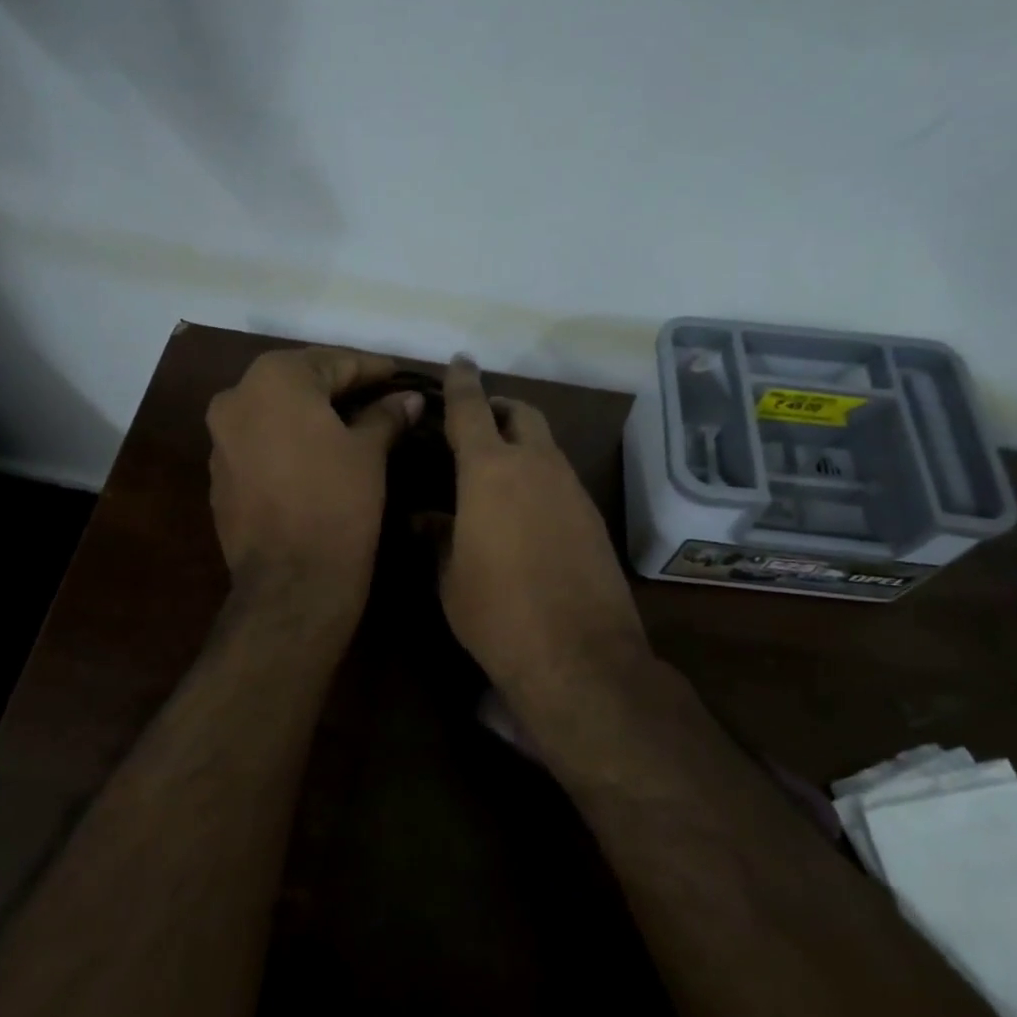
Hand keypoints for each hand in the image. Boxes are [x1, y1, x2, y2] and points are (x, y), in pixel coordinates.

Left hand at [206, 345, 418, 617]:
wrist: (291, 582)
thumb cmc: (337, 503)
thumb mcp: (369, 452)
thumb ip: (386, 415)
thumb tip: (409, 398)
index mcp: (274, 379)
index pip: (333, 362)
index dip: (371, 369)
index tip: (400, 376)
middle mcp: (236, 398)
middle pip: (299, 382)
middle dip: (340, 387)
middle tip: (379, 396)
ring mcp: (220, 439)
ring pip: (276, 413)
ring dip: (311, 414)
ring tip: (352, 424)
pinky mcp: (220, 476)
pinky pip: (261, 443)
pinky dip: (289, 441)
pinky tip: (317, 456)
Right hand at [438, 356, 648, 696]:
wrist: (577, 655)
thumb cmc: (496, 613)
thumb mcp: (450, 577)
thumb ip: (436, 537)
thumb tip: (423, 519)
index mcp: (490, 471)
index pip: (471, 409)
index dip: (462, 382)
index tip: (459, 361)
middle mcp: (537, 467)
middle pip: (523, 414)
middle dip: (500, 408)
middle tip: (477, 424)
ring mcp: (572, 490)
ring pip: (547, 446)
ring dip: (523, 444)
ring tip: (497, 472)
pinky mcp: (593, 517)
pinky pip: (562, 479)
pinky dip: (541, 477)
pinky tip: (526, 511)